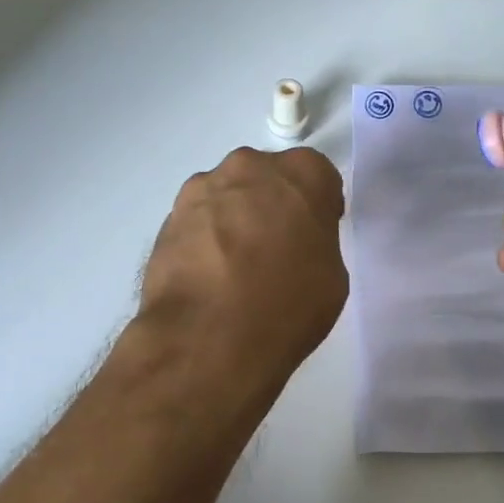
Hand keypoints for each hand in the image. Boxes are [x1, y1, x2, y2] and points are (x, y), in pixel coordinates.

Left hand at [139, 146, 348, 378]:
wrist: (209, 336)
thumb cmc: (288, 303)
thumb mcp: (333, 275)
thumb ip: (317, 241)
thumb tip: (295, 244)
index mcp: (302, 172)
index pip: (318, 176)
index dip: (319, 207)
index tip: (315, 236)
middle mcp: (250, 166)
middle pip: (268, 178)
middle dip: (273, 205)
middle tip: (276, 250)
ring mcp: (203, 189)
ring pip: (229, 197)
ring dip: (236, 220)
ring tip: (236, 270)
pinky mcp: (169, 218)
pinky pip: (199, 222)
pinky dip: (206, 241)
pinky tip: (210, 278)